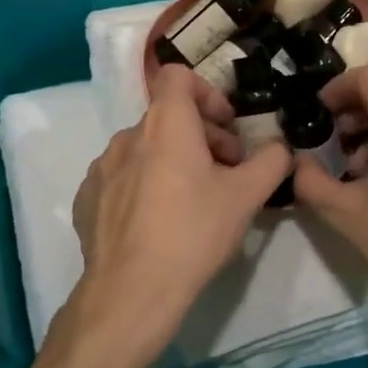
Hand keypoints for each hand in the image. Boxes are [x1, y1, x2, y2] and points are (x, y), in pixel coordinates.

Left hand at [63, 66, 292, 367]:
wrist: (132, 292)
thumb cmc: (193, 233)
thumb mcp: (246, 197)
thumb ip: (272, 161)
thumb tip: (281, 147)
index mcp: (165, 124)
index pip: (178, 76)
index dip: (207, 93)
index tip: (227, 127)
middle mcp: (127, 136)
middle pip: (168, 117)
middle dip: (202, 136)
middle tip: (226, 172)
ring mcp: (101, 168)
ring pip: (144, 149)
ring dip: (171, 161)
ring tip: (191, 201)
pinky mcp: (86, 199)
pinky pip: (121, 178)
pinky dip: (143, 186)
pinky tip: (157, 223)